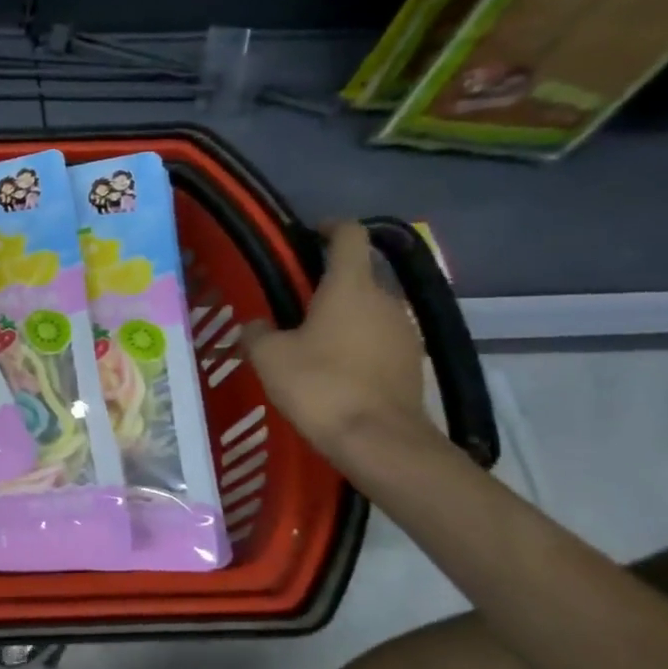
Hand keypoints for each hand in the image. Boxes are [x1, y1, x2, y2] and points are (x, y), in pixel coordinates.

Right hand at [240, 221, 429, 459]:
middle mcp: (386, 300)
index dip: (330, 227)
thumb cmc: (319, 386)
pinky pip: (379, 341)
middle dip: (327, 286)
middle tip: (292, 307)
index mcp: (350, 286)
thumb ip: (257, 332)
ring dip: (343, 319)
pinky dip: (357, 346)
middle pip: (357, 277)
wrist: (378, 441)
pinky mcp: (412, 363)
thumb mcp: (269, 357)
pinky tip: (334, 372)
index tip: (310, 234)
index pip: (349, 236)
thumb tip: (255, 324)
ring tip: (311, 344)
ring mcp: (405, 332)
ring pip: (368, 312)